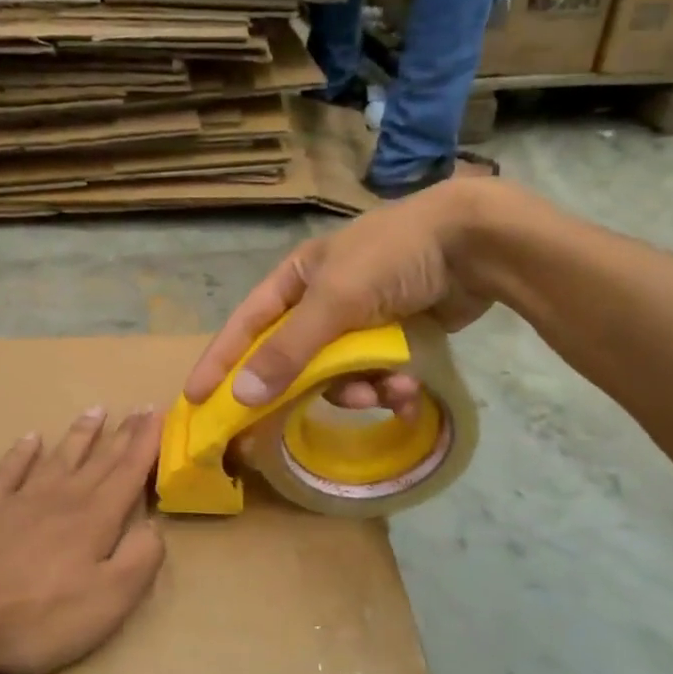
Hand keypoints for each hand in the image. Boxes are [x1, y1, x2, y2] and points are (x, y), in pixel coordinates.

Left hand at [0, 408, 165, 673]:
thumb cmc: (39, 617)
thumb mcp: (108, 600)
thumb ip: (140, 559)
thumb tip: (153, 526)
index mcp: (95, 518)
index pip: (129, 472)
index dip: (147, 443)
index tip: (159, 412)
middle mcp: (61, 498)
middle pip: (99, 460)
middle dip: (124, 433)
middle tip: (141, 406)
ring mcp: (20, 500)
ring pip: (59, 457)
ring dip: (80, 434)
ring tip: (96, 410)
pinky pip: (9, 470)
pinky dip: (22, 453)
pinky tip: (30, 439)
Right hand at [183, 179, 496, 411]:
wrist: (476, 243)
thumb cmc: (393, 257)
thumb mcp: (335, 301)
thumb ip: (289, 350)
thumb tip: (243, 396)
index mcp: (297, 280)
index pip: (246, 326)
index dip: (220, 362)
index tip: (196, 399)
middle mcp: (323, 301)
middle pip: (295, 360)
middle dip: (308, 389)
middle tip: (286, 430)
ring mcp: (361, 321)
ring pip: (341, 375)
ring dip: (361, 391)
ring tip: (387, 391)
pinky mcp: (396, 337)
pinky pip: (378, 375)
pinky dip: (392, 388)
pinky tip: (410, 395)